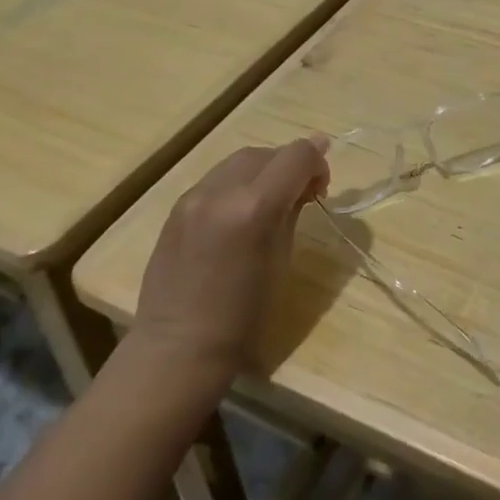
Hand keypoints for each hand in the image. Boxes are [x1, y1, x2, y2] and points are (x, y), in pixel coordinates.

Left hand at [134, 138, 329, 382]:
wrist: (179, 347)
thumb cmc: (243, 316)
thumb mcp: (282, 258)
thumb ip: (293, 210)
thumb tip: (307, 182)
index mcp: (254, 208)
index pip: (297, 156)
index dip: (317, 161)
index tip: (322, 187)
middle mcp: (221, 191)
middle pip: (268, 153)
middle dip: (291, 165)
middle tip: (302, 196)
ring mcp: (194, 196)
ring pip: (240, 160)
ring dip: (264, 171)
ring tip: (271, 202)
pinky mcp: (176, 207)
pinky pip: (217, 179)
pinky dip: (238, 184)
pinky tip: (240, 213)